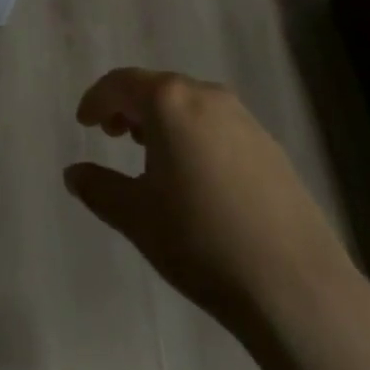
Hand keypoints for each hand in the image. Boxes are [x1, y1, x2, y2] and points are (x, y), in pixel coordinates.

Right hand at [64, 68, 352, 332]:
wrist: (295, 286)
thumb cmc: (201, 241)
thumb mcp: (136, 217)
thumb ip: (99, 188)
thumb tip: (74, 173)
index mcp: (170, 102)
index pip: (121, 83)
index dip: (97, 99)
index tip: (83, 123)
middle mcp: (207, 96)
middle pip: (157, 87)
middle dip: (130, 106)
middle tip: (112, 134)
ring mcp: (245, 119)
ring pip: (190, 104)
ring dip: (163, 120)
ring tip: (149, 154)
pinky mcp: (270, 147)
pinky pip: (218, 125)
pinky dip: (194, 135)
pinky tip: (194, 176)